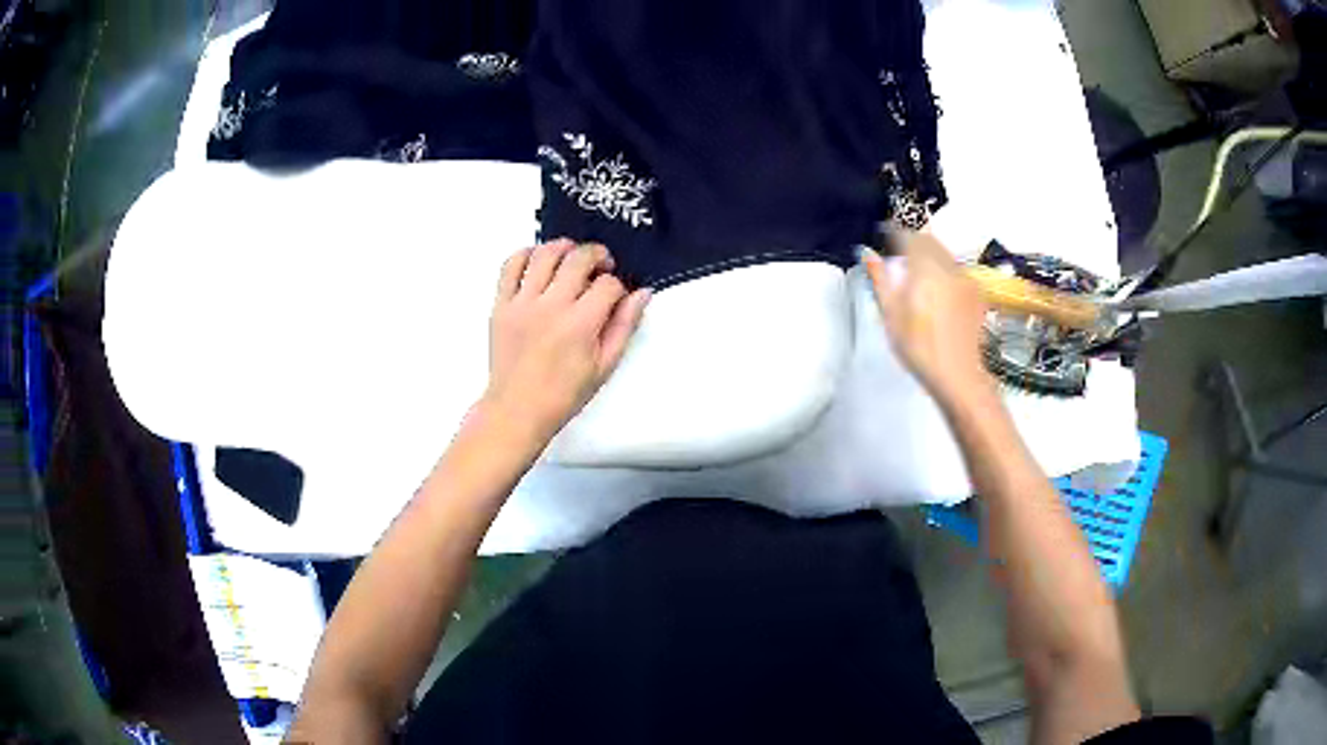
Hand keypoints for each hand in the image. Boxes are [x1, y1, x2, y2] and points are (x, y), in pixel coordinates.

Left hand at [482, 239, 650, 443]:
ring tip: (571, 256)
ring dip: (563, 247)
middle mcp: (551, 306)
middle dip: (597, 255)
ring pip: (544, 254)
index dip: (618, 286)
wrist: (517, 409)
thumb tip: (642, 294)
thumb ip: (624, 326)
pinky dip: (526, 254)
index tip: (615, 297)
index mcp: (580, 324)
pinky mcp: (501, 305)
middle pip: (578, 258)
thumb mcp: (604, 366)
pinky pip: (510, 266)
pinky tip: (538, 260)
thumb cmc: (564, 393)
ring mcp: (522, 303)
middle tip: (601, 265)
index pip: (608, 284)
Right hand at [863, 231, 993, 408]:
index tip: (883, 234)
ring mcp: (965, 278)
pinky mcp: (976, 293)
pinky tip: (938, 290)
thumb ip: (880, 278)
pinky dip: (944, 270)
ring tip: (918, 272)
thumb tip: (867, 253)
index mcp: (924, 266)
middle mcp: (947, 265)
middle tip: (898, 252)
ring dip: (930, 254)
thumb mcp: (891, 314)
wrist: (958, 374)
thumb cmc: (918, 346)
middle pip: (929, 240)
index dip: (893, 231)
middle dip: (913, 241)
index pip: (907, 235)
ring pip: (945, 254)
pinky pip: (957, 270)